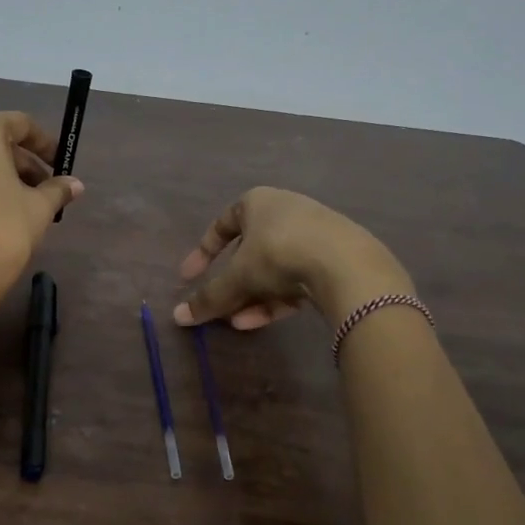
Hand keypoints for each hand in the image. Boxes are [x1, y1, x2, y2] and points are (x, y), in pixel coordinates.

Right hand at [172, 188, 410, 329]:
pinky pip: (296, 279)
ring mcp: (313, 234)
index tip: (188, 278)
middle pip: (249, 251)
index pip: (222, 224)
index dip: (202, 253)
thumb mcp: (237, 276)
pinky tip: (263, 321)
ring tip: (238, 322)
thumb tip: (178, 318)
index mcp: (257, 202)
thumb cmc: (279, 254)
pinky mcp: (334, 259)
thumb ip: (209, 297)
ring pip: (273, 269)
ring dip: (252, 296)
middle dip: (232, 283)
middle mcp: (285, 211)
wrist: (346, 264)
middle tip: (219, 305)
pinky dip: (276, 299)